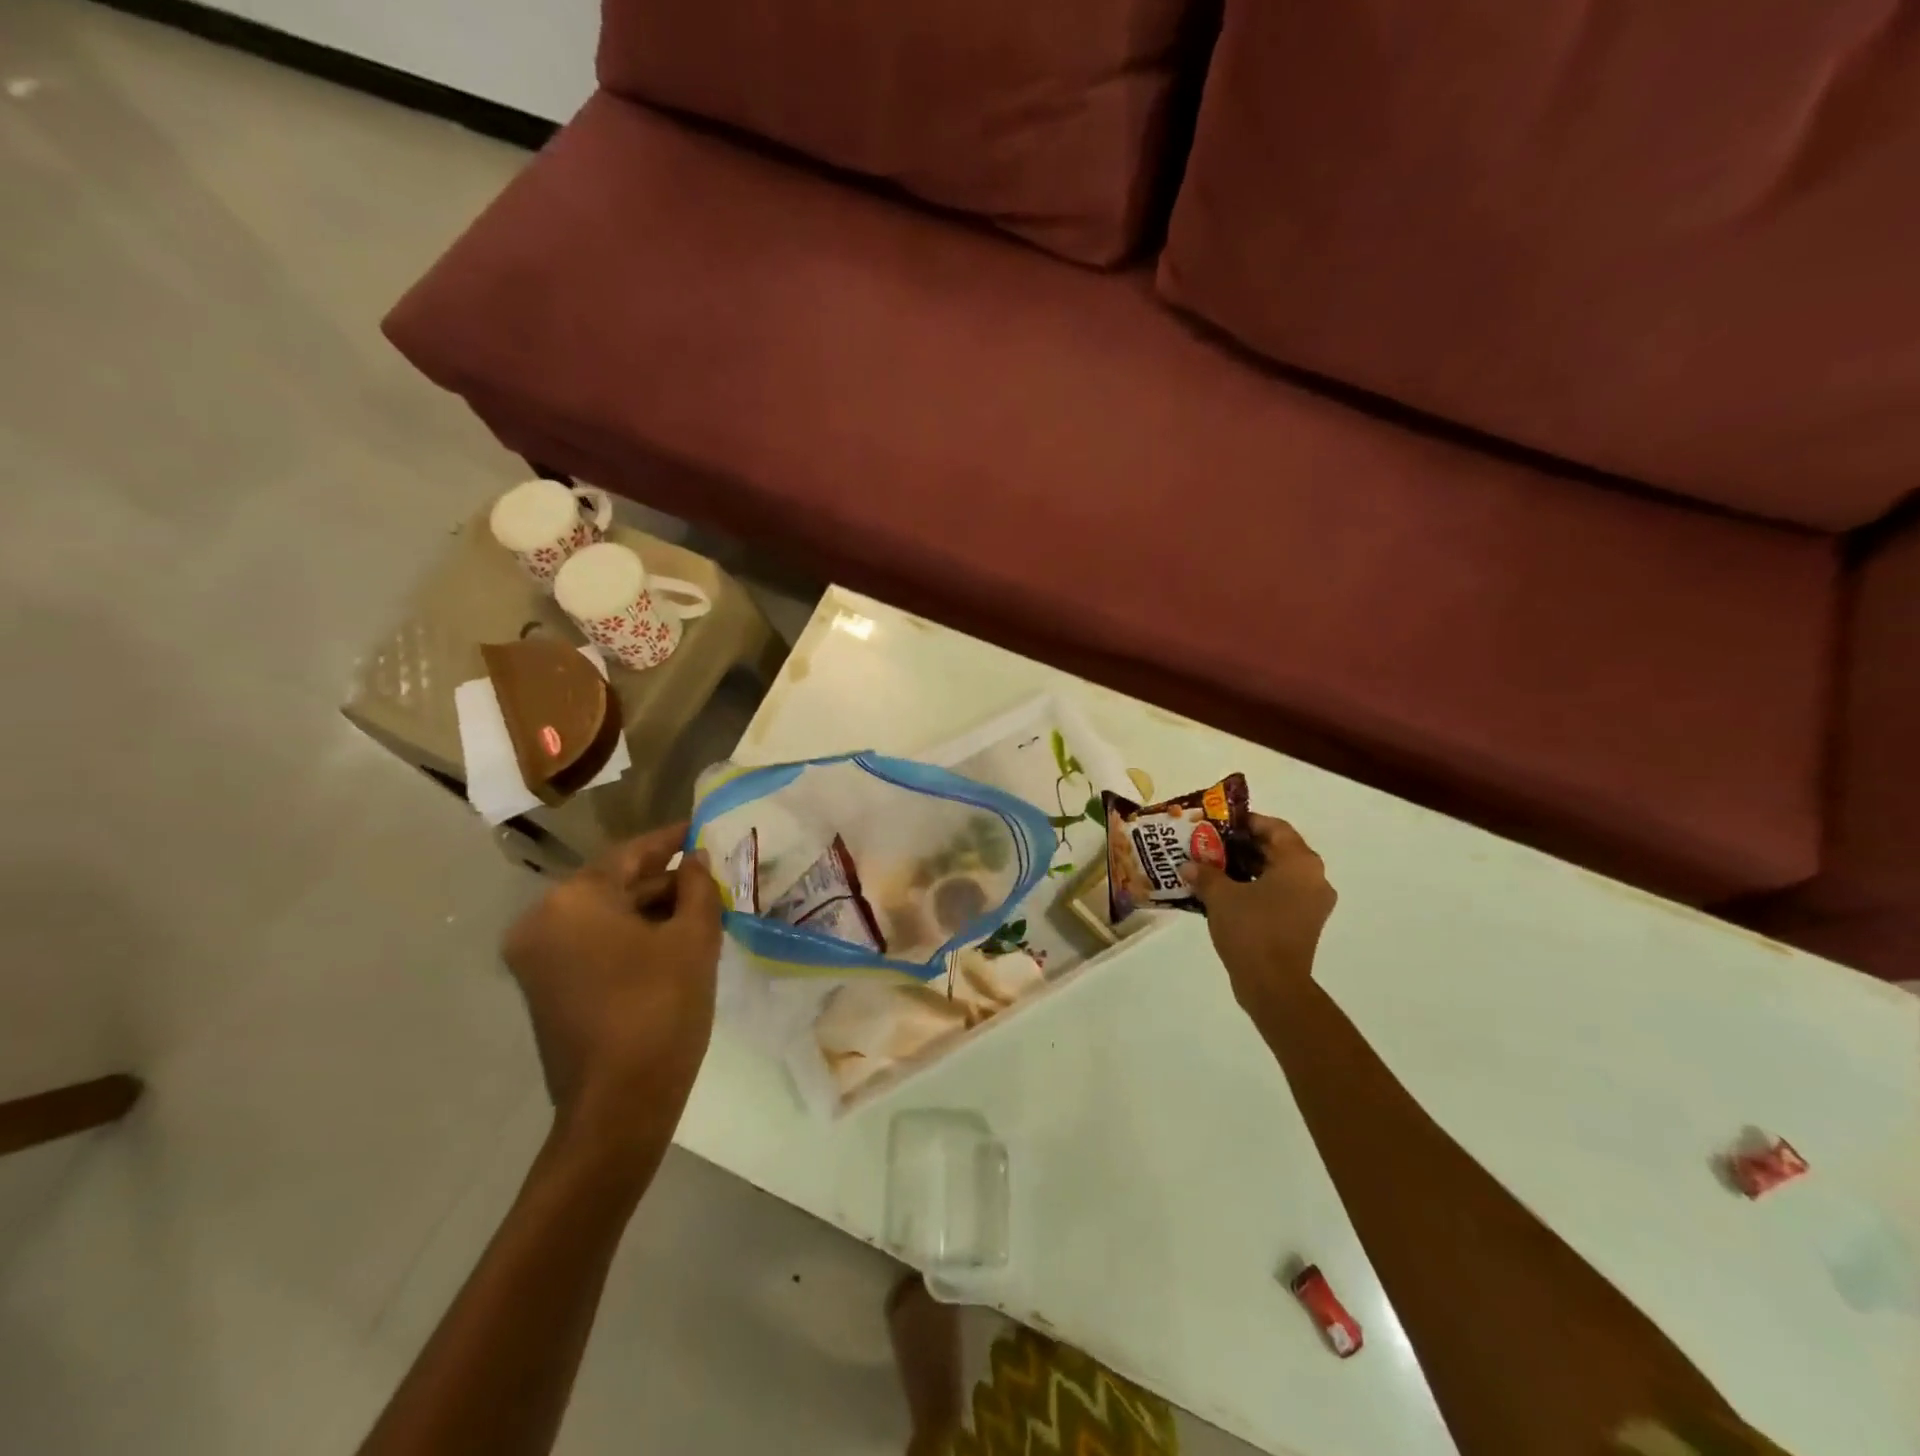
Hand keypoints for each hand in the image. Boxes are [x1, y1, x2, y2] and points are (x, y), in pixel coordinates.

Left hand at [501, 823, 722, 1159]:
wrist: (618, 1107)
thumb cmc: (661, 1009)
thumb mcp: (693, 939)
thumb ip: (698, 887)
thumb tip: (696, 859)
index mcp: (573, 900)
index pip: (631, 853)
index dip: (671, 840)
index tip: (701, 828)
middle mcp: (542, 921)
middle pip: (612, 884)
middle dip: (662, 880)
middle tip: (710, 876)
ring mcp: (536, 958)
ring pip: (602, 916)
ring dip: (647, 910)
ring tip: (698, 909)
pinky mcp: (543, 988)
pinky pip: (590, 943)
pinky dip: (627, 937)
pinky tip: (669, 941)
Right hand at [1184, 815, 1337, 1022]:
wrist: (1273, 985)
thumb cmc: (1251, 929)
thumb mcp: (1221, 896)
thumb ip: (1205, 874)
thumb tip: (1188, 865)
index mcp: (1300, 863)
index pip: (1275, 828)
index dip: (1247, 822)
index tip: (1220, 824)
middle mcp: (1313, 878)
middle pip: (1278, 849)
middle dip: (1244, 845)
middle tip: (1212, 844)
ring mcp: (1312, 904)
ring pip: (1278, 873)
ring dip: (1248, 868)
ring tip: (1214, 867)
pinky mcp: (1304, 924)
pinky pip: (1280, 894)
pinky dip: (1256, 888)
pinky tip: (1226, 893)